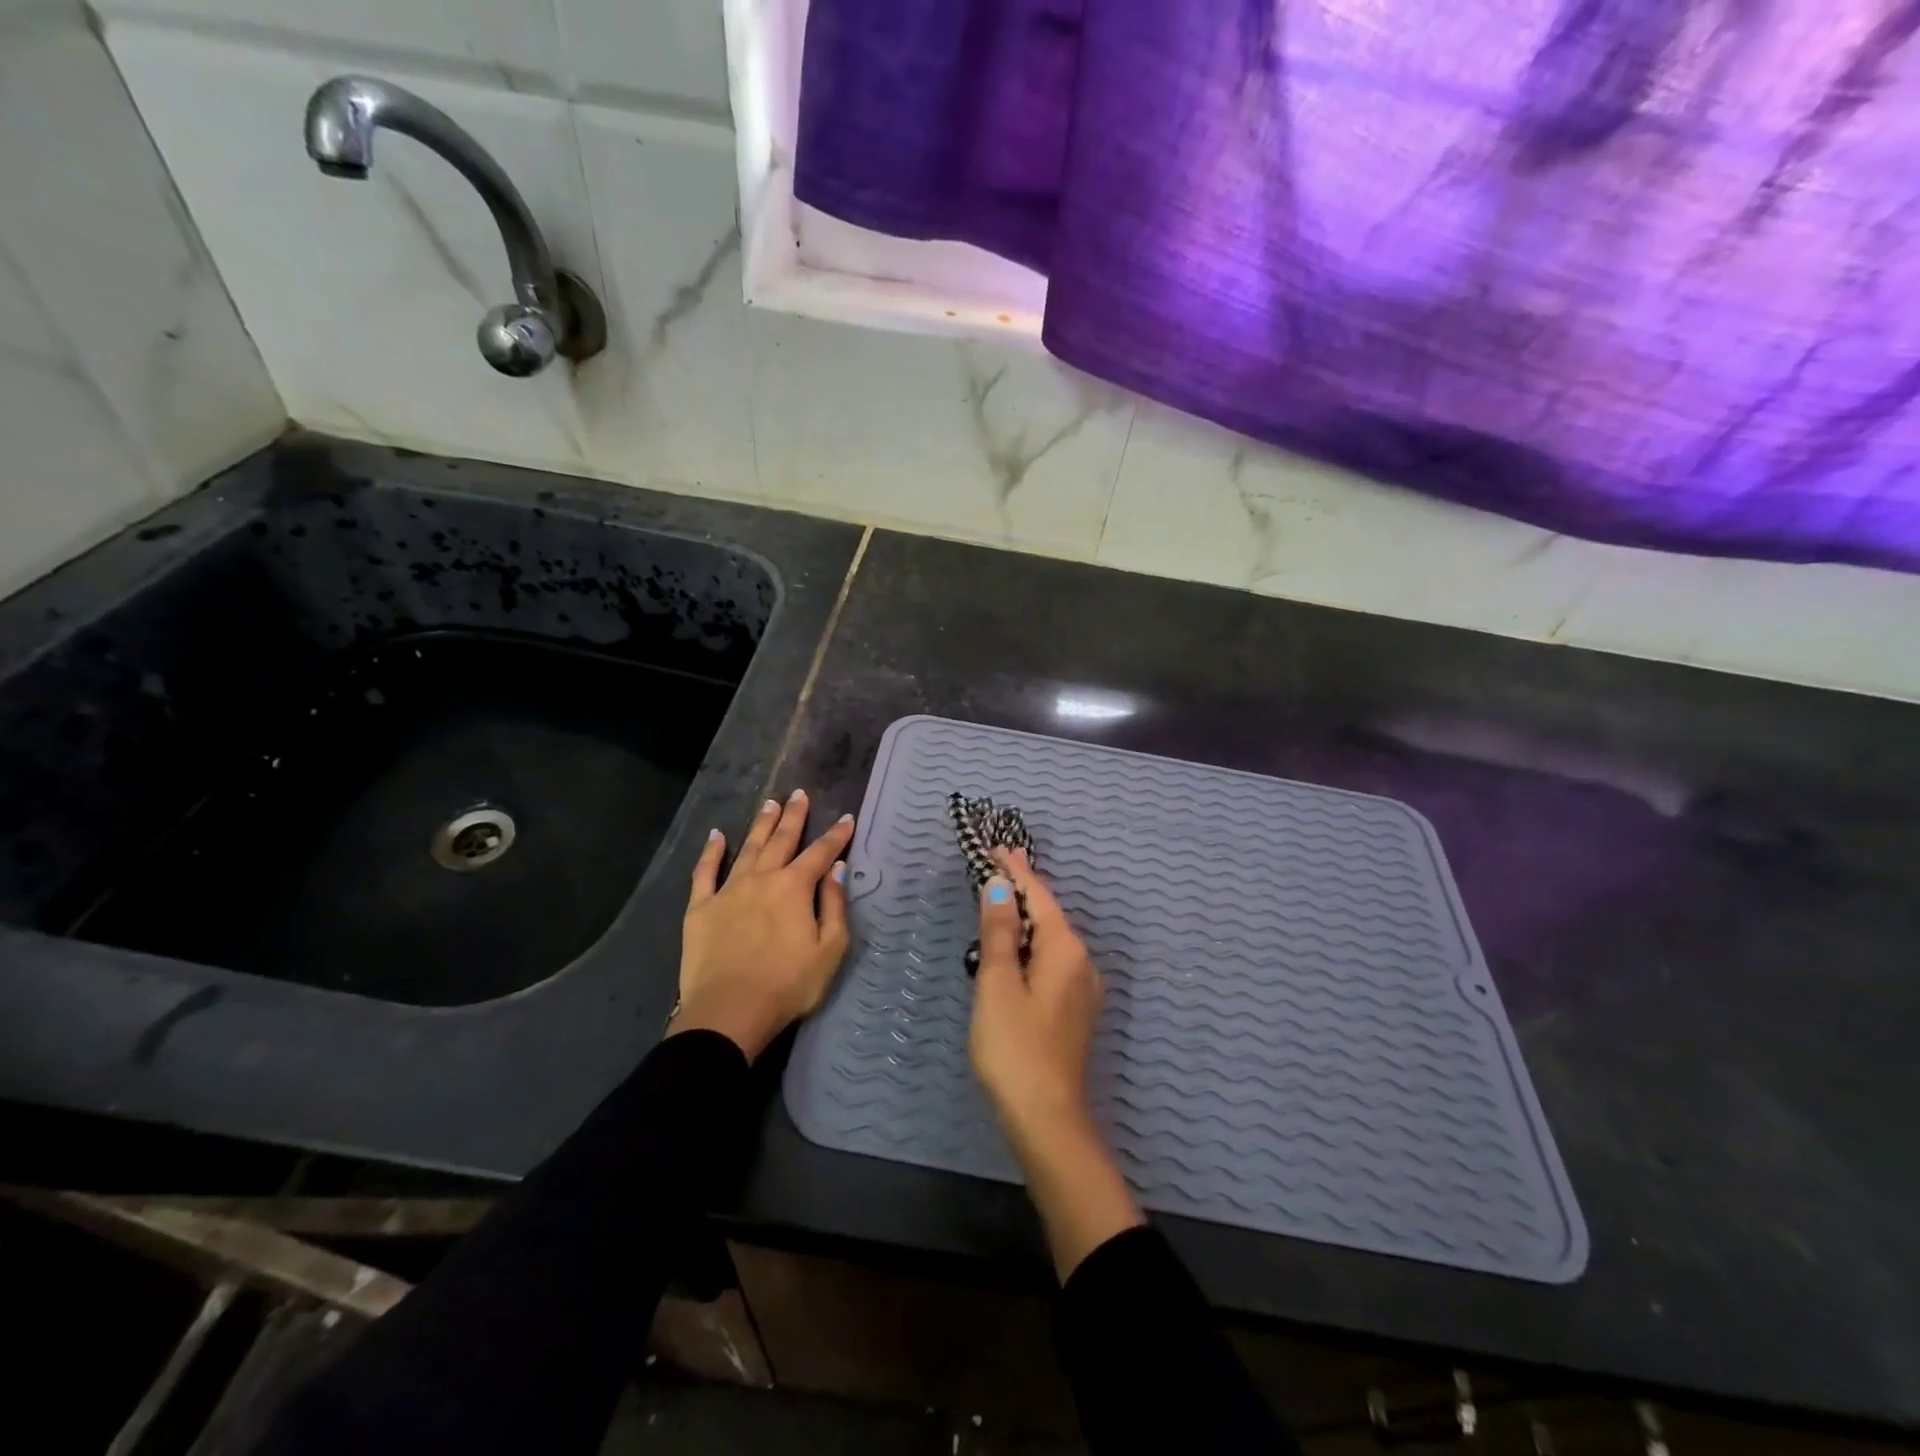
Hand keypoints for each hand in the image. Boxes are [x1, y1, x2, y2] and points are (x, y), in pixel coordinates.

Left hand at [669, 790, 855, 1060]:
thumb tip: (836, 869)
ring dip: (761, 825)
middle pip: (781, 840)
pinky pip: (705, 872)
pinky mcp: (700, 908)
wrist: (729, 1012)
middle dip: (794, 816)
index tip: (846, 818)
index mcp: (794, 887)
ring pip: (748, 848)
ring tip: (770, 804)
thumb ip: (834, 905)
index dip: (836, 835)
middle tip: (799, 794)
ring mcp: (728, 890)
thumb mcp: (830, 949)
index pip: (820, 853)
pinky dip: (712, 851)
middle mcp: (762, 878)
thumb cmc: (788, 985)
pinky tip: (716, 835)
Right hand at [969, 847, 1142, 1278]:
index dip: (1017, 871)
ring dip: (1026, 920)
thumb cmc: (1015, 1047)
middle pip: (1048, 915)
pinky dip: (1031, 947)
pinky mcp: (1075, 1011)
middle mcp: (1082, 962)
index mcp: (1065, 949)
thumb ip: (999, 932)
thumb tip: (1000, 887)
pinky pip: (1052, 962)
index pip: (1039, 896)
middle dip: (1022, 892)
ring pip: (1051, 940)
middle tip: (994, 870)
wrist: (1047, 1118)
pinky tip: (1015, 952)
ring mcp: (1083, 989)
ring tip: (1000, 904)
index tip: (998, 849)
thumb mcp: (997, 983)